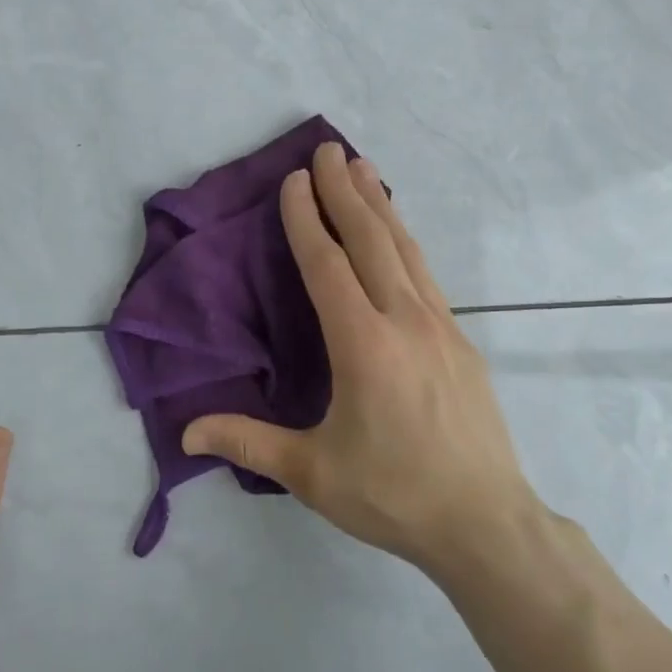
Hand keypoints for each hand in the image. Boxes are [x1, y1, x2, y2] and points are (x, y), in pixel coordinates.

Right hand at [181, 142, 539, 574]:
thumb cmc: (393, 496)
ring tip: (365, 168)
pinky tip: (400, 235)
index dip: (306, 219)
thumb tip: (185, 435)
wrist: (486, 523)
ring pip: (406, 250)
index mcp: (363, 345)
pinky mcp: (462, 342)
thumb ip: (248, 442)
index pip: (327, 265)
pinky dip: (406, 242)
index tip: (295, 180)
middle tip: (330, 149)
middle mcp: (404, 321)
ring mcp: (440, 327)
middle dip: (346, 191)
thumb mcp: (313, 473)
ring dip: (382, 206)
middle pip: (371, 240)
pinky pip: (426, 275)